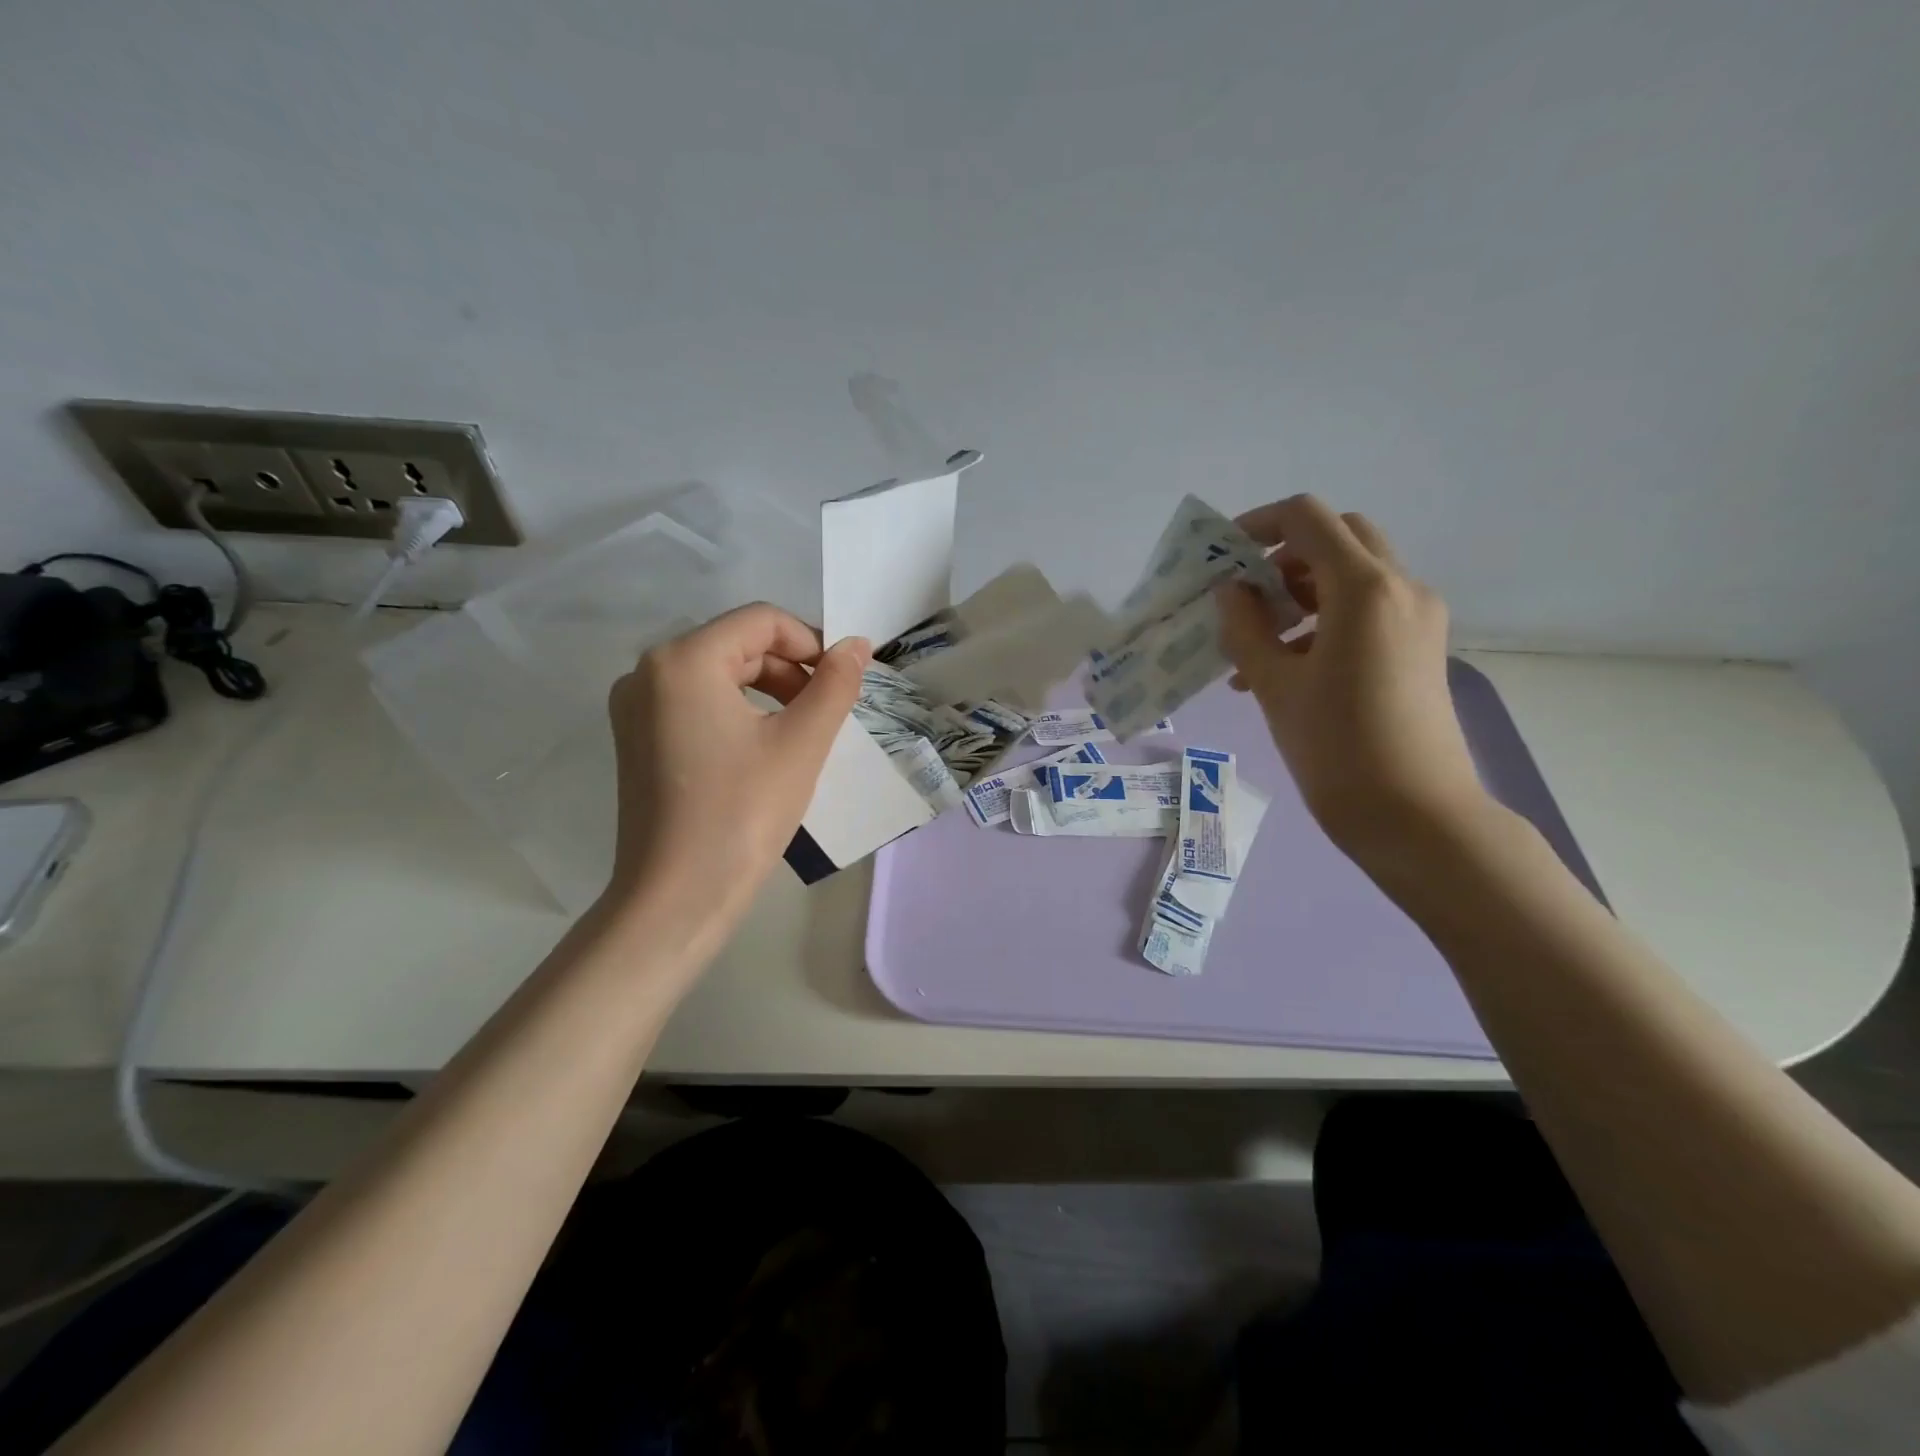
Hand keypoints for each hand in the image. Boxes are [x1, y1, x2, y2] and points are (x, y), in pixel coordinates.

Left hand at [602, 603, 870, 949]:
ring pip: (718, 674)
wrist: (677, 897)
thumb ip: (835, 684)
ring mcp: (635, 707)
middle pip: (737, 644)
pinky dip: (738, 712)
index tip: (844, 681)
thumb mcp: (802, 743)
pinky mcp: (636, 739)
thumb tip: (857, 644)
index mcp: (683, 660)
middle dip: (791, 670)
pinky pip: (696, 703)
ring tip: (801, 733)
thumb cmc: (742, 813)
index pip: (762, 620)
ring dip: (769, 691)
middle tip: (827, 713)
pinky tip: (763, 750)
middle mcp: (647, 671)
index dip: (812, 642)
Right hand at [1216, 496, 1490, 862]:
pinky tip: (1283, 668)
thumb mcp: (1275, 686)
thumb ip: (1245, 628)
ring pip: (1351, 577)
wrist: (1416, 816)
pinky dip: (1322, 621)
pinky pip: (1366, 613)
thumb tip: (1230, 591)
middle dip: (1283, 557)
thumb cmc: (1337, 748)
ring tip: (1254, 645)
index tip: (1222, 556)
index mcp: (1364, 589)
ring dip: (1300, 593)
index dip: (1259, 524)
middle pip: (1338, 539)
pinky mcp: (1419, 648)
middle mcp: (1401, 589)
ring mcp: (1417, 619)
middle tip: (1245, 595)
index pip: (1309, 519)